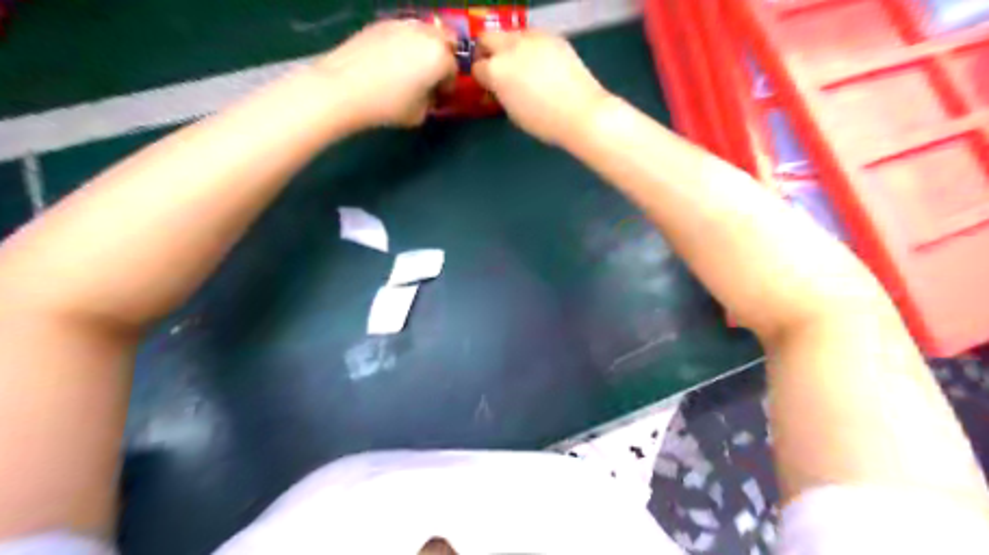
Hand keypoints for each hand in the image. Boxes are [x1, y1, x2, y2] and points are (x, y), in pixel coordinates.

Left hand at [314, 20, 456, 126]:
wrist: (344, 87)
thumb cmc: (388, 105)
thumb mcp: (419, 114)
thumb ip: (431, 102)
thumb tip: (428, 95)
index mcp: (440, 57)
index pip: (453, 71)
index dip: (447, 86)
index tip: (438, 96)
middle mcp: (425, 34)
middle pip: (445, 41)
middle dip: (442, 57)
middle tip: (431, 76)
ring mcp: (402, 24)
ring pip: (424, 32)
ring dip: (424, 47)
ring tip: (411, 66)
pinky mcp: (381, 23)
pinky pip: (403, 31)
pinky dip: (404, 43)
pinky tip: (391, 60)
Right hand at [470, 31, 610, 144]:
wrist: (580, 112)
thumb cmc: (543, 122)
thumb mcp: (512, 112)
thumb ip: (501, 92)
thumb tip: (500, 85)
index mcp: (496, 71)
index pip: (477, 67)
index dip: (482, 78)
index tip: (489, 85)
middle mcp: (510, 48)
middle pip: (487, 38)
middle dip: (488, 51)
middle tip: (497, 67)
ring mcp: (533, 38)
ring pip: (511, 34)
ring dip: (510, 47)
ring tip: (523, 66)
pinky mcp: (553, 36)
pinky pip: (533, 36)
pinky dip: (531, 47)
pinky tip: (542, 64)